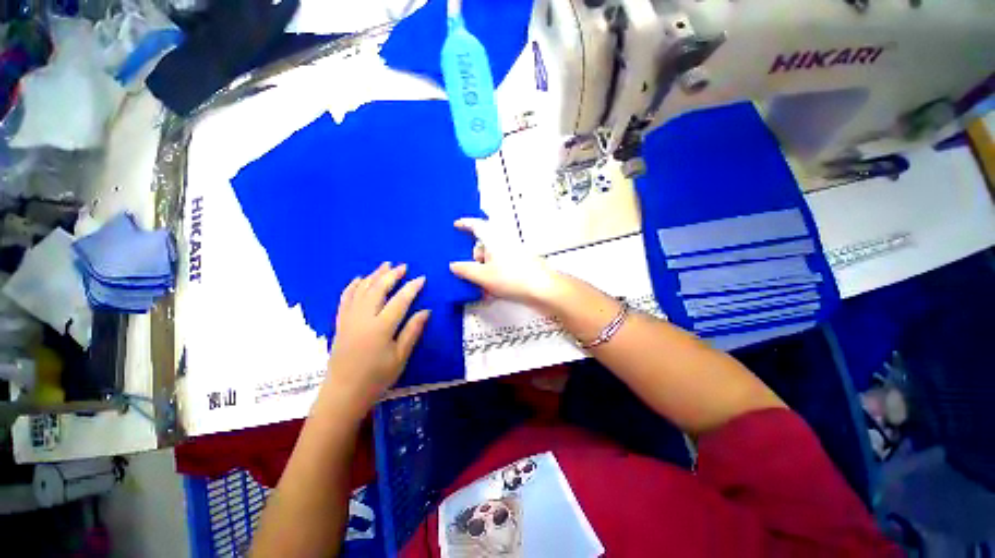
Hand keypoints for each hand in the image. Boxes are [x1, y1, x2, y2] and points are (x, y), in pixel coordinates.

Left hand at [323, 263, 429, 415]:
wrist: (344, 393)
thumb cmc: (377, 378)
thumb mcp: (400, 357)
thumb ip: (413, 331)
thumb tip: (426, 311)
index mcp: (381, 327)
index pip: (400, 300)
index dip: (412, 287)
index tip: (422, 278)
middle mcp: (364, 318)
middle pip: (378, 289)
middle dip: (392, 275)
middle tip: (404, 266)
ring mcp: (349, 319)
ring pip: (362, 290)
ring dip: (374, 275)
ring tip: (385, 265)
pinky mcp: (340, 323)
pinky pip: (345, 298)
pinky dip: (352, 286)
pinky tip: (359, 279)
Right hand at [449, 218, 561, 305]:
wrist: (543, 289)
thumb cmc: (511, 278)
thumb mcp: (483, 276)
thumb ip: (465, 270)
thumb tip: (453, 265)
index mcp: (494, 239)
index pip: (477, 225)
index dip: (465, 224)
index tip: (456, 225)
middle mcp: (504, 242)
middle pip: (483, 245)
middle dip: (475, 260)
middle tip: (471, 275)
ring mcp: (513, 252)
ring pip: (492, 259)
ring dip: (485, 272)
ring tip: (484, 290)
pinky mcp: (521, 263)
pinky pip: (502, 266)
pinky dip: (495, 276)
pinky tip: (494, 292)